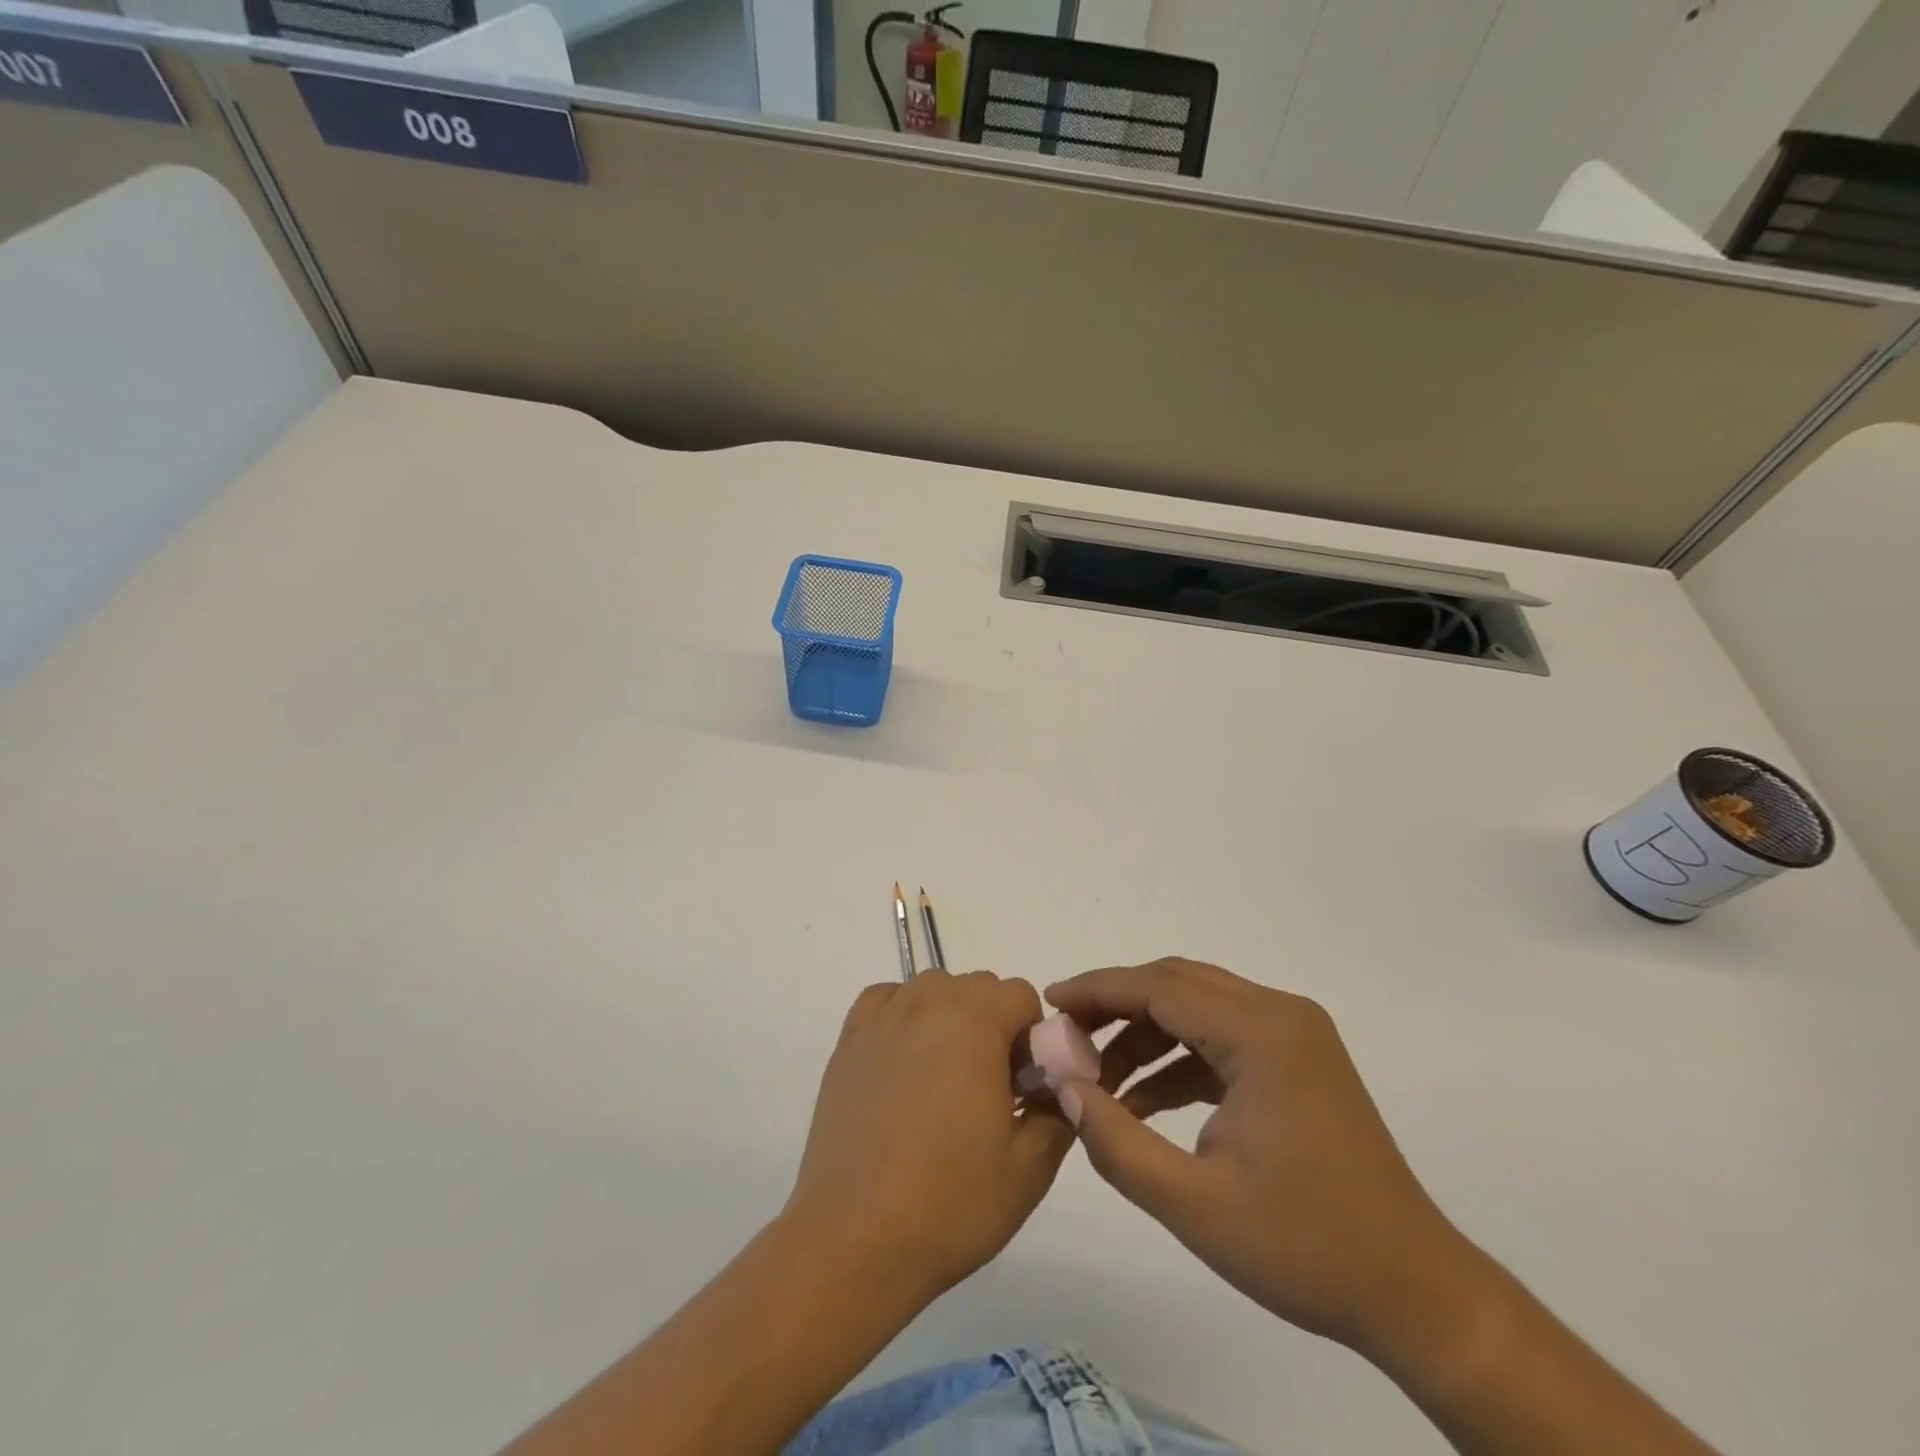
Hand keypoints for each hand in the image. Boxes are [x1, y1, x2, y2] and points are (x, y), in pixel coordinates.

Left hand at [784, 970, 1074, 1305]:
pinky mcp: (848, 1042)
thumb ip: (1058, 1110)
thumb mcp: (1030, 1168)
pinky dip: (904, 1015)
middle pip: (977, 987)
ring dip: (952, 1017)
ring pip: (932, 989)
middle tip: (991, 1089)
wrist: (853, 1242)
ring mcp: (882, 1020)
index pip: (1020, 995)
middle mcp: (926, 1004)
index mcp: (974, 1023)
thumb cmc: (949, 1205)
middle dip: (996, 1025)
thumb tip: (1057, 1084)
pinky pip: (887, 1001)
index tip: (1025, 1086)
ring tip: (946, 1080)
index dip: (1033, 1037)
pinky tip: (905, 1062)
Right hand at [1046, 958, 1491, 1361]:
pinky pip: (1220, 1037)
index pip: (1160, 988)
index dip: (1098, 991)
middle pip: (1177, 985)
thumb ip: (1117, 1141)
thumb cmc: (1305, 1248)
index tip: (1050, 1002)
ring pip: (1197, 1007)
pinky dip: (1177, 1058)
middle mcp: (1280, 1014)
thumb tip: (1065, 1087)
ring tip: (1097, 1077)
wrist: (1416, 1293)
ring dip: (1145, 1033)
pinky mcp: (1296, 1060)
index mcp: (1262, 1034)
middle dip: (1116, 1006)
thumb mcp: (1194, 1205)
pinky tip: (1142, 1099)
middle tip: (1066, 1036)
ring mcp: (1293, 1035)